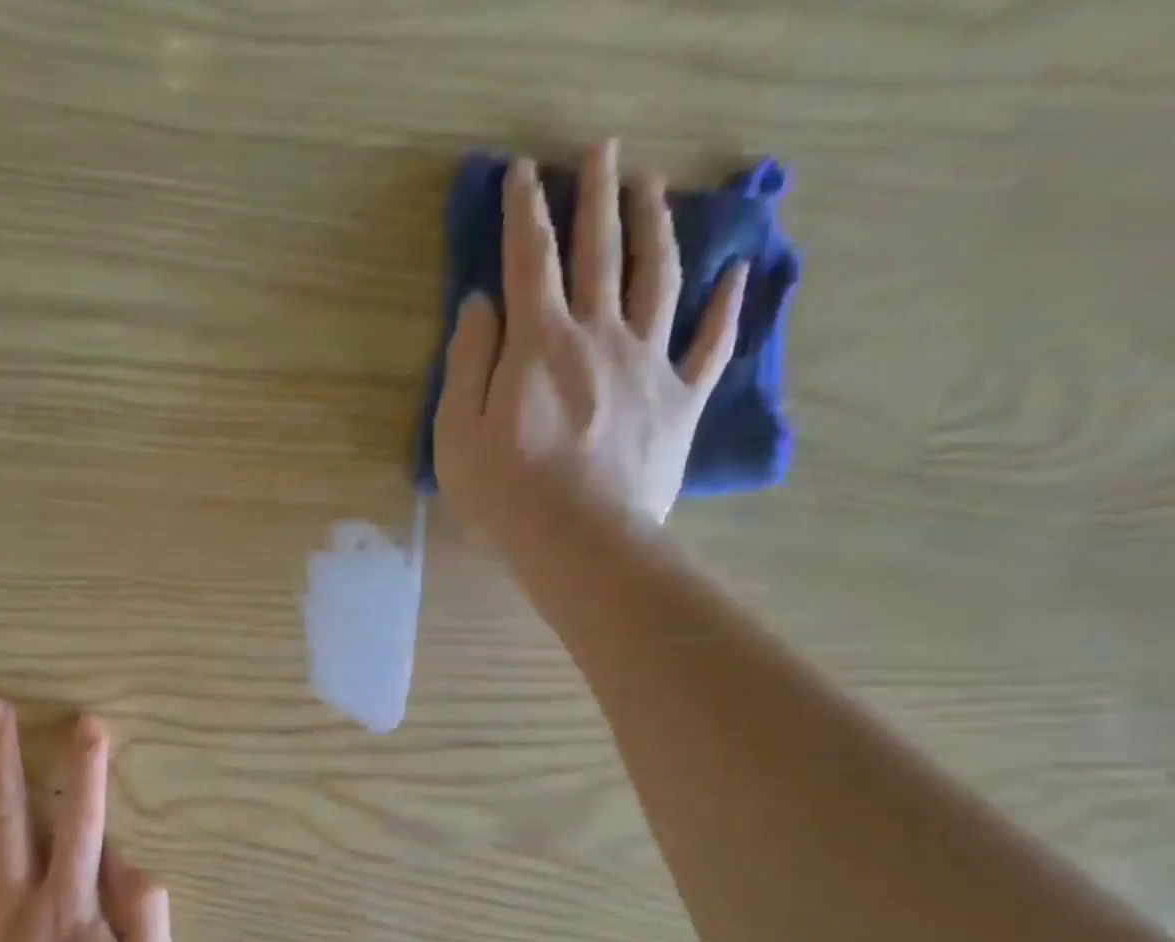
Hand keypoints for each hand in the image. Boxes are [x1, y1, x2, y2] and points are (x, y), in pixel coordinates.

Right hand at [434, 139, 746, 537]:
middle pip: (600, 252)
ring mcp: (648, 363)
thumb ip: (466, 365)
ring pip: (659, 278)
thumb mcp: (457, 436)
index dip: (523, 212)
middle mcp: (599, 335)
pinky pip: (710, 344)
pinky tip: (736, 274)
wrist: (581, 541)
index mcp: (539, 344)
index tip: (522, 172)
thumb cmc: (506, 494)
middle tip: (602, 150)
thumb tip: (479, 306)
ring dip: (656, 226)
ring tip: (652, 188)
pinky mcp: (680, 400)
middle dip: (596, 196)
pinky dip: (726, 307)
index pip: (529, 261)